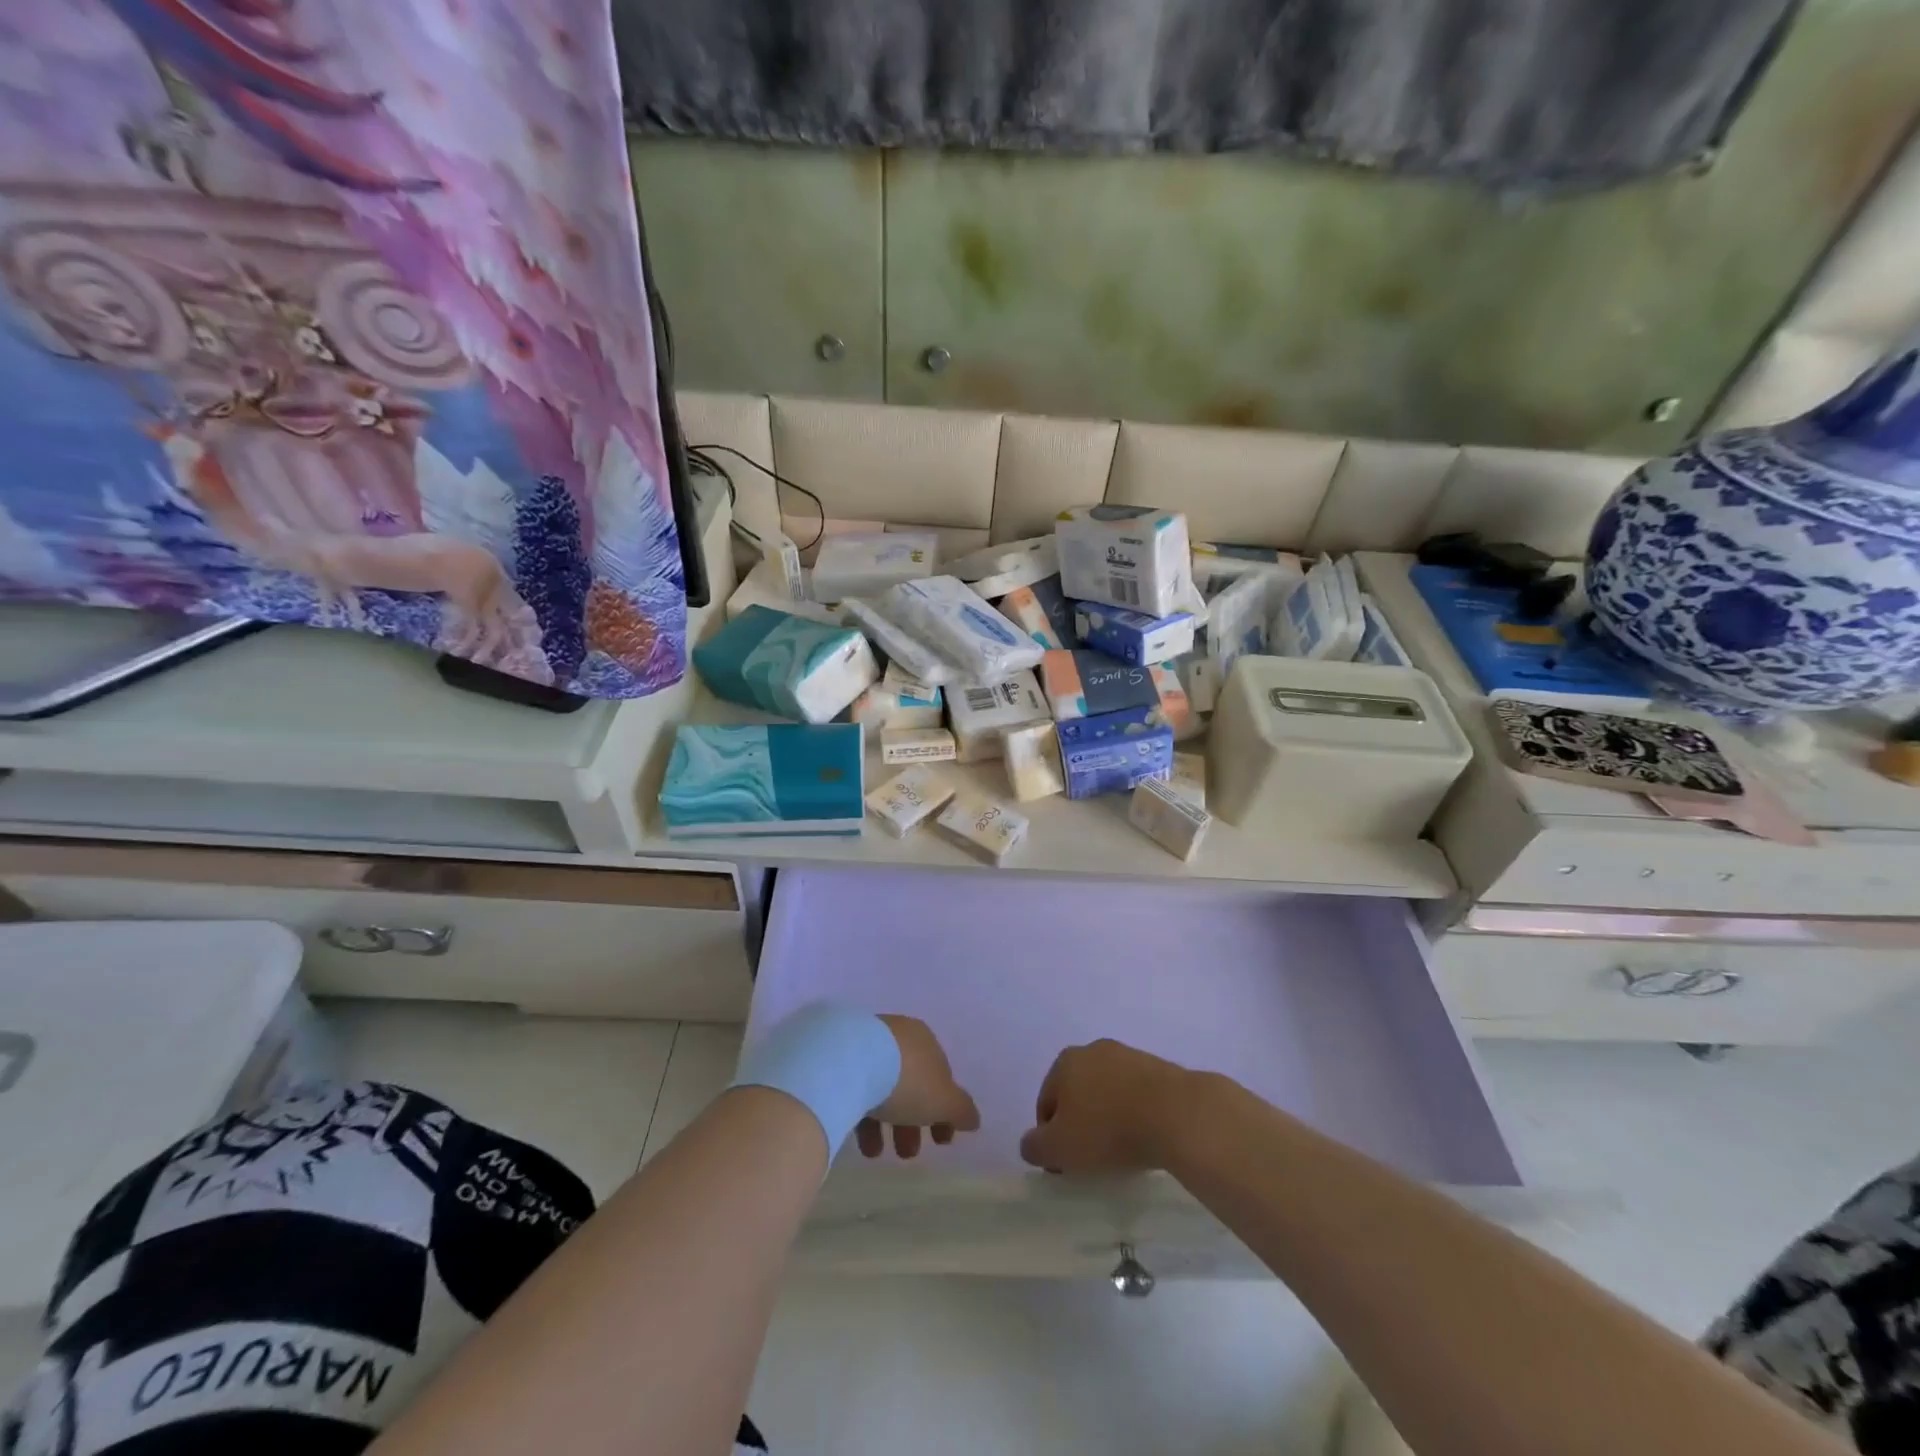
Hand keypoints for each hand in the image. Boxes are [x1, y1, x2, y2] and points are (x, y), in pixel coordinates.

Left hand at [855, 1015, 980, 1159]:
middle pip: (910, 1083)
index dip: (944, 1110)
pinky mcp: (839, 1058)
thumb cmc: (905, 1079)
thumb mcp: (944, 1100)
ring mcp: (866, 1045)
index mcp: (925, 1040)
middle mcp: (897, 1037)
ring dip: (885, 1124)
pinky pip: (857, 1089)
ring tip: (876, 1154)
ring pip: (882, 1088)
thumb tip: (973, 1119)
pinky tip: (859, 1140)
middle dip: (913, 1122)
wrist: (849, 1062)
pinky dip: (861, 1115)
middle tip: (907, 1154)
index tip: (941, 1141)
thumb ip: (961, 1110)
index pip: (940, 1076)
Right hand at [1019, 1039, 1194, 1173]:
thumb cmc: (1107, 1129)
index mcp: (1065, 1061)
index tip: (1066, 1165)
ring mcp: (1129, 1056)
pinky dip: (1136, 1115)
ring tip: (1122, 1152)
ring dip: (1110, 1118)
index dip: (1052, 1137)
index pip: (1046, 1103)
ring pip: (1109, 1093)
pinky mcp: (1160, 1068)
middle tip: (1092, 1159)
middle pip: (1078, 1094)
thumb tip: (1031, 1144)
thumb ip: (1035, 1147)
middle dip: (1081, 1124)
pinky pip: (1137, 1096)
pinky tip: (1145, 1139)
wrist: (1175, 1114)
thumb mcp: (1059, 1148)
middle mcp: (1094, 1050)